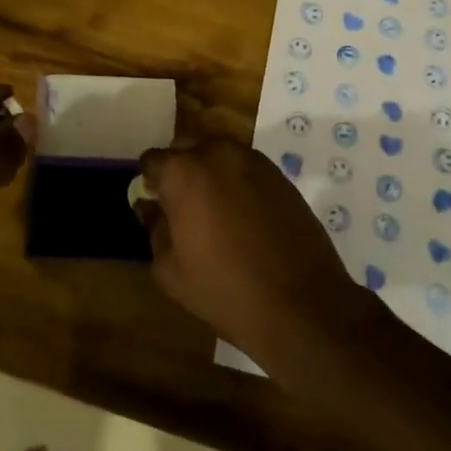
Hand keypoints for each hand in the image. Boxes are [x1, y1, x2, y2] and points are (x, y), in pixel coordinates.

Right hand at [136, 139, 368, 363]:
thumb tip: (150, 207)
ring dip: (210, 172)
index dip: (150, 182)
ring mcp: (253, 160)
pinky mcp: (279, 174)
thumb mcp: (171, 271)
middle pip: (186, 147)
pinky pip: (245, 167)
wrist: (300, 303)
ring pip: (218, 153)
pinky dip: (237, 181)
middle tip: (182, 207)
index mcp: (184, 172)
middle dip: (179, 170)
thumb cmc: (225, 290)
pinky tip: (243, 215)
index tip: (155, 205)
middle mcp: (217, 153)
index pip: (152, 160)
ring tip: (215, 211)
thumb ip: (154, 229)